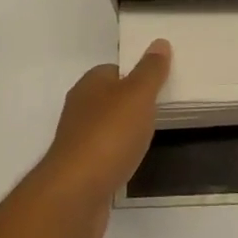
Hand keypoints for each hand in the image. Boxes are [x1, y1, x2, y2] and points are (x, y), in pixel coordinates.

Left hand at [32, 40, 170, 237]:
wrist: (76, 194)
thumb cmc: (109, 136)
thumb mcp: (137, 96)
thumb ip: (150, 71)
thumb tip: (159, 42)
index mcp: (89, 84)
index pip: (114, 70)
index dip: (137, 75)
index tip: (160, 84)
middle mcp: (79, 109)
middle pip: (110, 99)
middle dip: (132, 104)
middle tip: (161, 111)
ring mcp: (77, 141)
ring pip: (107, 128)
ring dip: (125, 133)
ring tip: (151, 138)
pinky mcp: (80, 171)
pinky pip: (104, 156)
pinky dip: (118, 158)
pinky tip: (132, 165)